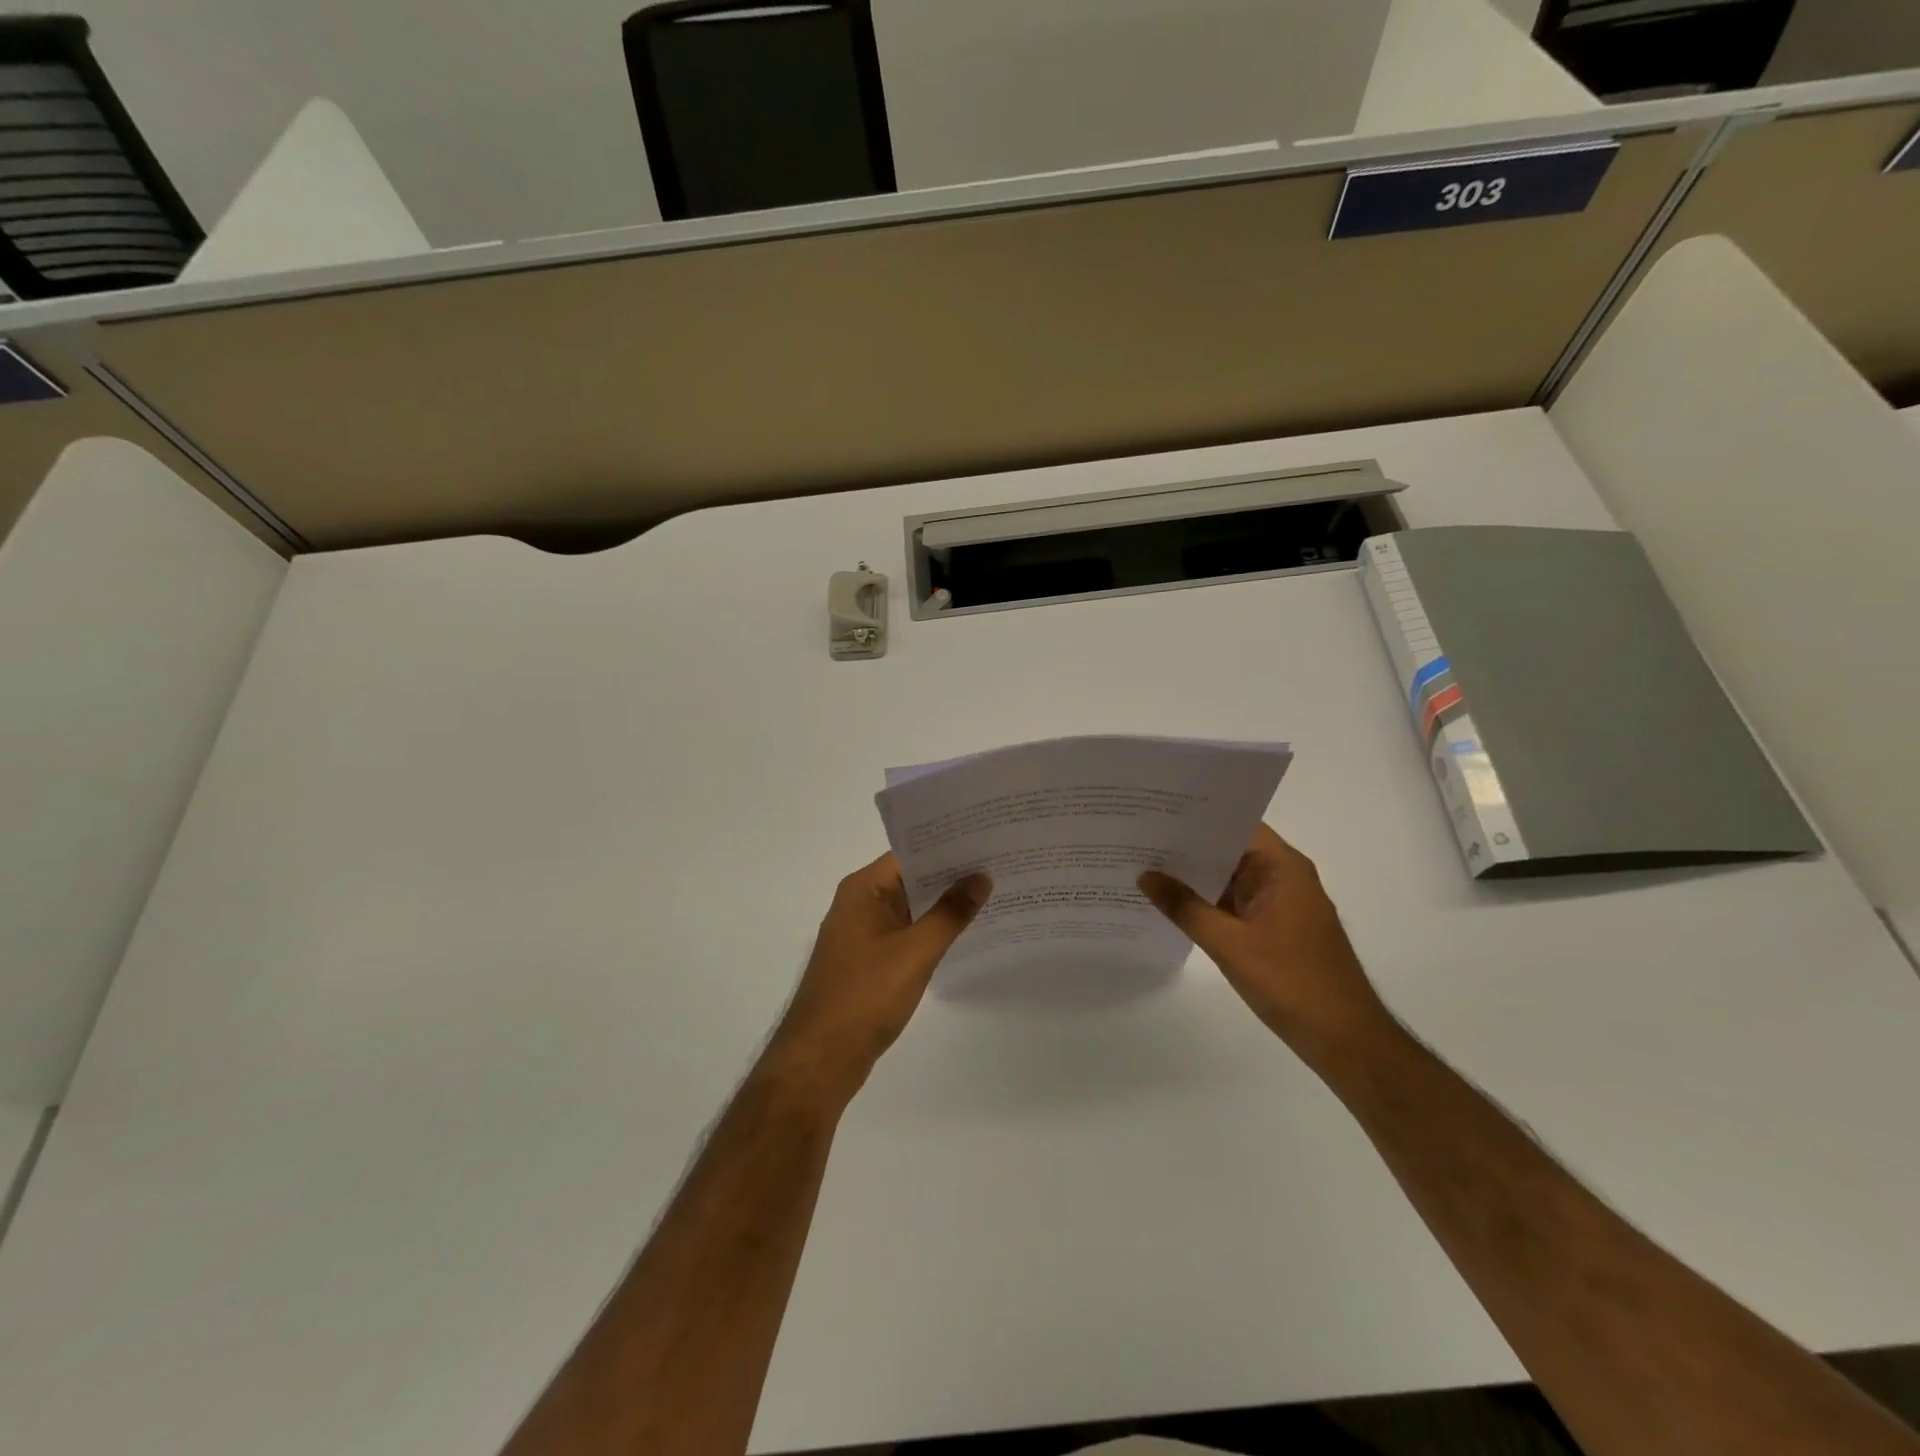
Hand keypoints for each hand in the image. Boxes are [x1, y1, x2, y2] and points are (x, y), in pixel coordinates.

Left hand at [762, 853, 990, 1105]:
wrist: (821, 1059)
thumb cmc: (865, 996)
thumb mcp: (915, 951)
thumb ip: (950, 913)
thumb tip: (981, 877)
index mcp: (862, 889)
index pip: (909, 853)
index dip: (947, 845)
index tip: (986, 839)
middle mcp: (859, 904)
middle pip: (911, 878)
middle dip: (951, 875)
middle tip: (999, 864)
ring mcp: (862, 934)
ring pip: (910, 908)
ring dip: (943, 905)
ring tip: (993, 894)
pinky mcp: (868, 962)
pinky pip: (906, 934)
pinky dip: (931, 931)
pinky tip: (965, 934)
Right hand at [1139, 824, 1388, 1056]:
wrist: (1345, 1040)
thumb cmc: (1292, 982)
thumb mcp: (1229, 943)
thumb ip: (1185, 907)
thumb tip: (1145, 875)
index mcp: (1283, 868)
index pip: (1235, 825)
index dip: (1197, 816)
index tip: (1156, 811)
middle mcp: (1284, 877)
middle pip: (1230, 850)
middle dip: (1187, 846)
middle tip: (1138, 837)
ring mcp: (1280, 905)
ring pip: (1230, 879)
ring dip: (1195, 877)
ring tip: (1144, 865)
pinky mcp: (1275, 930)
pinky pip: (1234, 904)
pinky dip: (1207, 902)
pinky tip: (1171, 904)